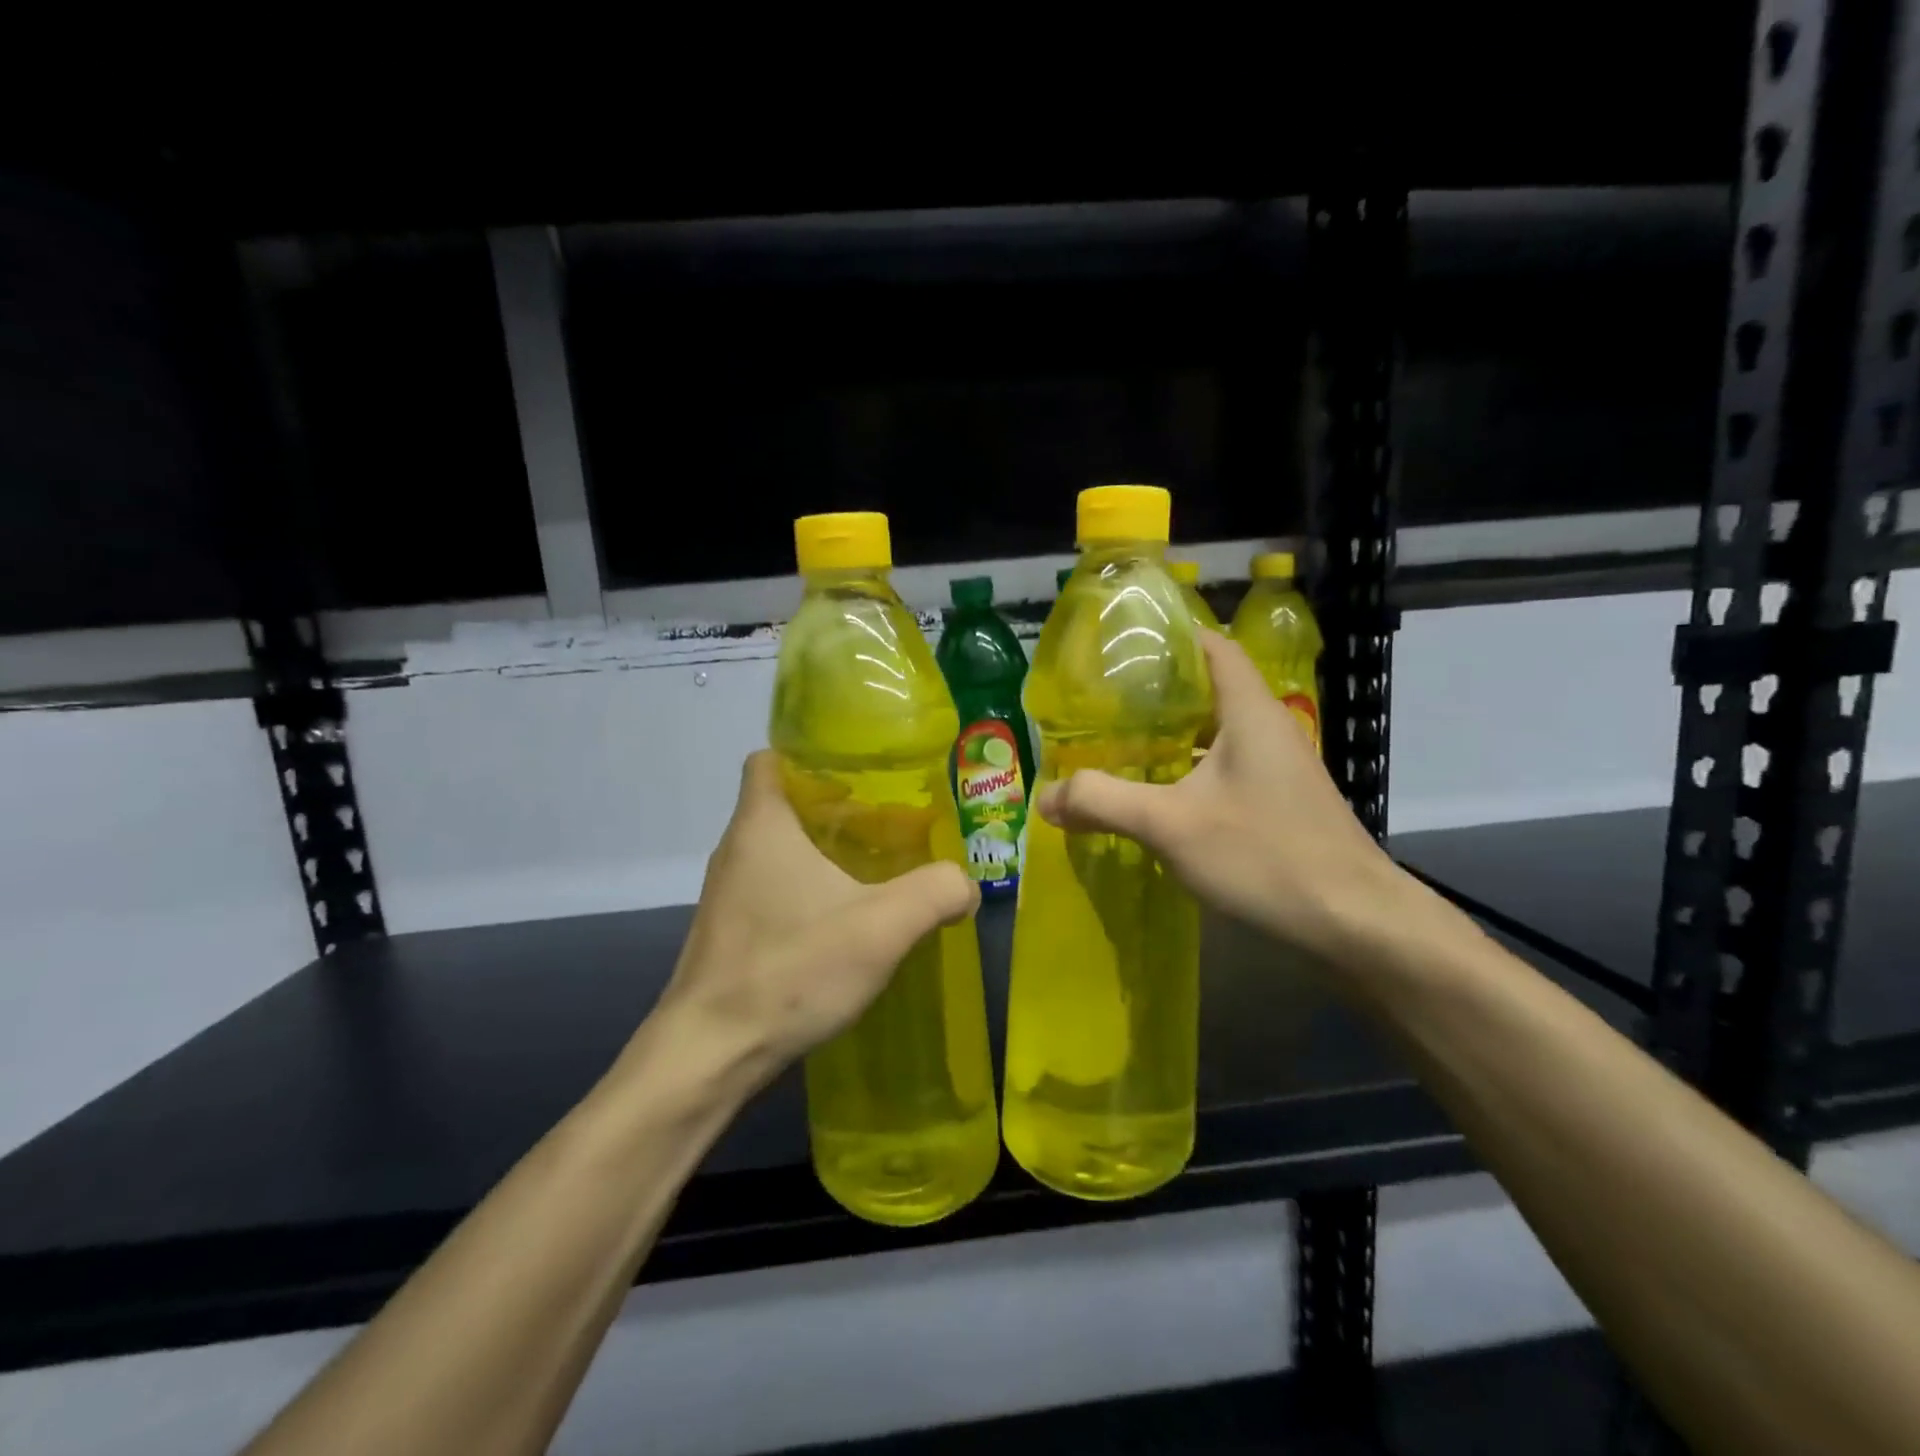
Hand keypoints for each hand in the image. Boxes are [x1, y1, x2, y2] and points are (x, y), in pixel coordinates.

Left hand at [657, 751, 978, 1076]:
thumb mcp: (881, 927)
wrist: (709, 1056)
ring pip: (780, 848)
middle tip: (890, 820)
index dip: (813, 754)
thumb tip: (966, 884)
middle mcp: (737, 849)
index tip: (862, 772)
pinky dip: (808, 889)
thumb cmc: (789, 970)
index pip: (771, 757)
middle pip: (784, 802)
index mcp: (761, 824)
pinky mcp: (730, 931)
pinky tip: (845, 919)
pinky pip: (774, 887)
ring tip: (876, 866)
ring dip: (823, 850)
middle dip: (835, 804)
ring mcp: (728, 893)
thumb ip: (936, 892)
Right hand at [1035, 632, 1398, 959]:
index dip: (1171, 636)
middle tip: (1101, 702)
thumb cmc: (1266, 855)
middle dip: (1156, 692)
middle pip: (1209, 690)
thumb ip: (1103, 802)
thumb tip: (1045, 796)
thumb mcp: (1171, 825)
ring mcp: (1278, 771)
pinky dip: (1188, 774)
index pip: (1212, 647)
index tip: (1121, 645)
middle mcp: (1268, 730)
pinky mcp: (1280, 806)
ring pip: (1215, 735)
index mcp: (1249, 712)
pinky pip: (1225, 772)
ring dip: (1170, 738)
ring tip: (1116, 745)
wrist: (1356, 924)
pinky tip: (1156, 798)